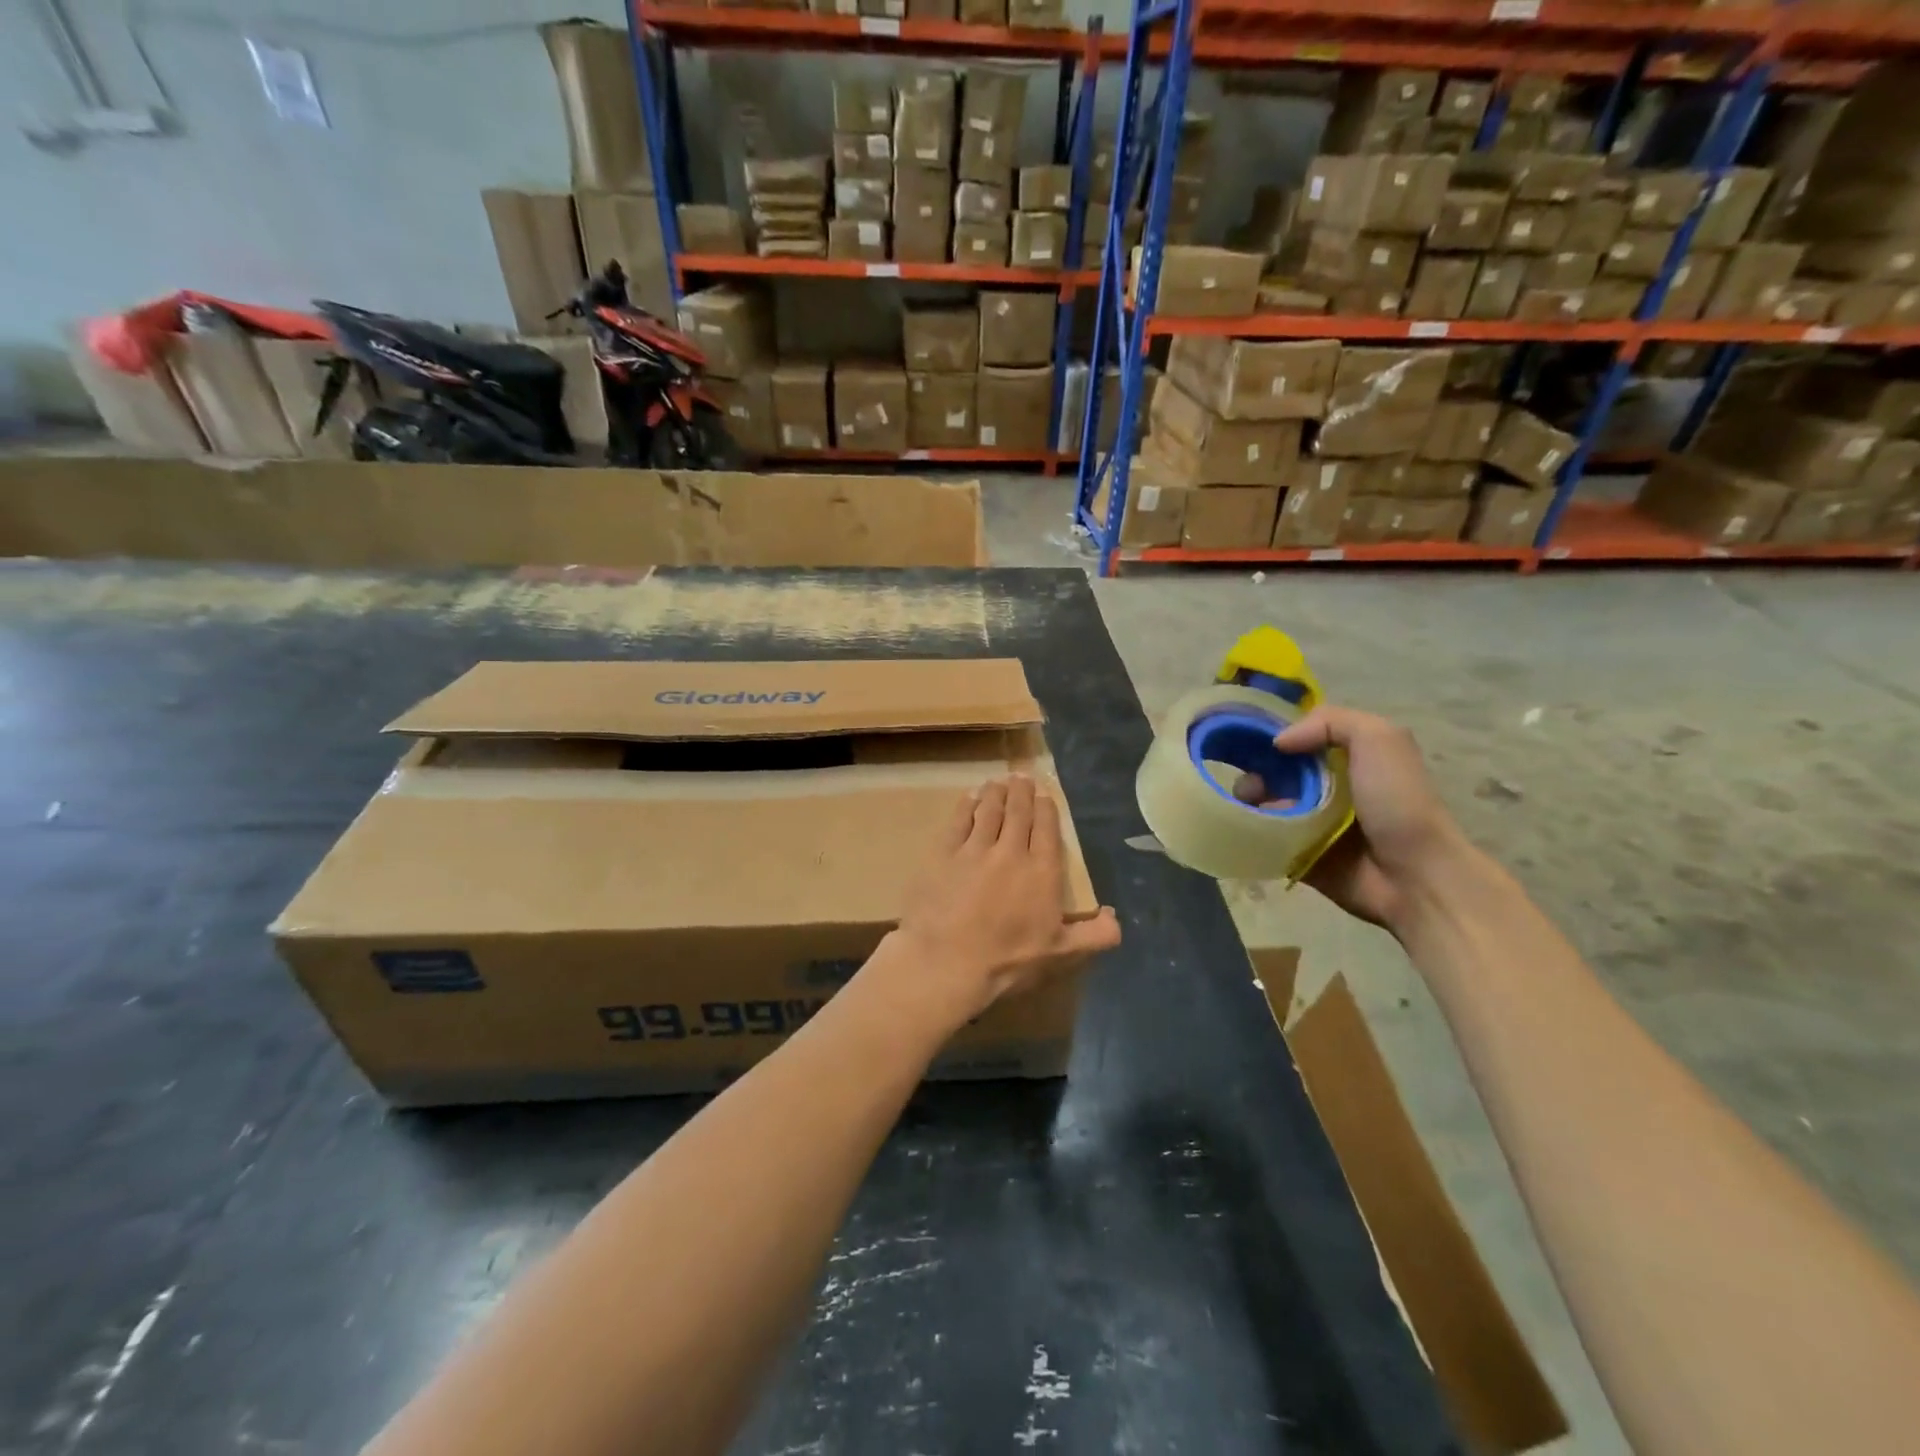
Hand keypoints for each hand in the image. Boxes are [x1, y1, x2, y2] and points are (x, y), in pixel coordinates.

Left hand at [888, 776, 1121, 1024]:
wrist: (949, 962)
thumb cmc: (1008, 961)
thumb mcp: (1059, 953)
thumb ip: (1093, 936)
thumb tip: (1115, 918)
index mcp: (1042, 871)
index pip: (1046, 828)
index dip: (1045, 808)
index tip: (1044, 795)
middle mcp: (1011, 851)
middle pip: (1018, 812)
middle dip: (1022, 792)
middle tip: (1021, 778)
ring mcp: (975, 849)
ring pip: (989, 810)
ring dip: (995, 793)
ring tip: (998, 782)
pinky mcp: (944, 853)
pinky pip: (958, 821)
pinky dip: (966, 806)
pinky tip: (969, 799)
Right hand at [1233, 706, 1469, 933]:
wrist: (1414, 876)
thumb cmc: (1398, 802)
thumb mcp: (1379, 739)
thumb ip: (1330, 722)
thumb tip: (1279, 742)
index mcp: (1349, 757)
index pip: (1302, 735)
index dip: (1275, 732)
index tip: (1247, 734)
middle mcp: (1329, 786)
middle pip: (1277, 768)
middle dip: (1256, 768)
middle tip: (1249, 780)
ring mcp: (1312, 821)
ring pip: (1266, 801)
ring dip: (1250, 798)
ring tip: (1248, 802)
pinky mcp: (1299, 852)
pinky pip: (1265, 835)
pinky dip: (1252, 828)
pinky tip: (1250, 825)